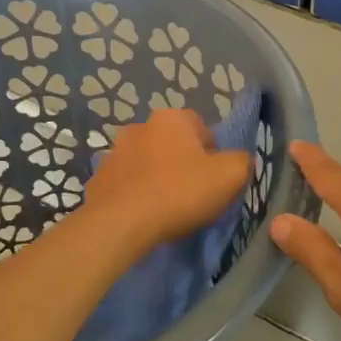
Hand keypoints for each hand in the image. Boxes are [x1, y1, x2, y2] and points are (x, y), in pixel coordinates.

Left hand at [83, 109, 250, 258]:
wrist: (120, 223)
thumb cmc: (179, 192)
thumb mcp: (229, 176)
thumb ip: (242, 161)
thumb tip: (239, 160)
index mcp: (172, 118)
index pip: (202, 128)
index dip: (213, 154)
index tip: (214, 179)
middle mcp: (140, 126)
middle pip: (172, 144)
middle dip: (182, 163)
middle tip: (192, 193)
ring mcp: (114, 151)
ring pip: (147, 162)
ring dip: (157, 177)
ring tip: (166, 207)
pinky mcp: (98, 178)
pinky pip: (126, 183)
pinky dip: (135, 194)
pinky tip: (143, 214)